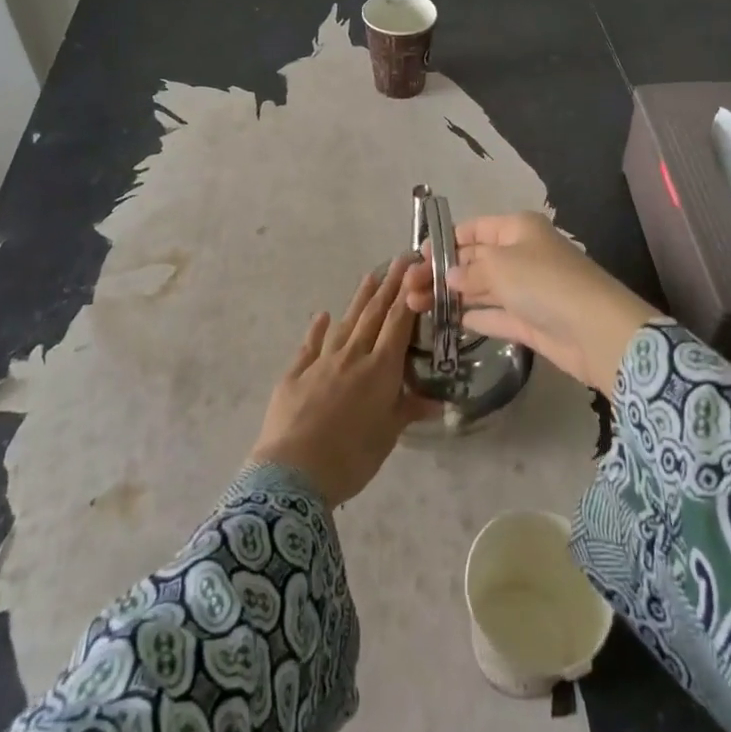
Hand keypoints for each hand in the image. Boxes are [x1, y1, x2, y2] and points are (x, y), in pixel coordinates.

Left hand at [249, 258, 436, 506]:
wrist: (293, 472)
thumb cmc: (350, 457)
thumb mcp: (387, 437)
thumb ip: (408, 411)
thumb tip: (438, 400)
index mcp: (379, 369)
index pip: (398, 323)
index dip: (409, 295)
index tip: (417, 269)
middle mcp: (352, 356)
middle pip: (374, 314)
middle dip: (390, 286)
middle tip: (400, 260)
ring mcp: (321, 362)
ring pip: (345, 323)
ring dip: (359, 299)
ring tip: (370, 276)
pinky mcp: (295, 374)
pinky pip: (310, 345)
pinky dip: (317, 329)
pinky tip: (323, 315)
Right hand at [404, 213, 659, 395]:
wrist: (597, 331)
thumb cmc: (544, 283)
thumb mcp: (500, 266)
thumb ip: (469, 269)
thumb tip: (449, 274)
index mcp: (517, 229)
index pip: (474, 229)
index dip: (445, 240)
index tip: (416, 257)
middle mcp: (521, 255)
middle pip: (474, 259)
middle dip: (441, 271)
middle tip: (407, 289)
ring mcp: (526, 289)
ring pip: (481, 288)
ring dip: (451, 296)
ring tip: (415, 306)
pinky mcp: (530, 321)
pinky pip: (495, 315)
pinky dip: (475, 317)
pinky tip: (450, 322)